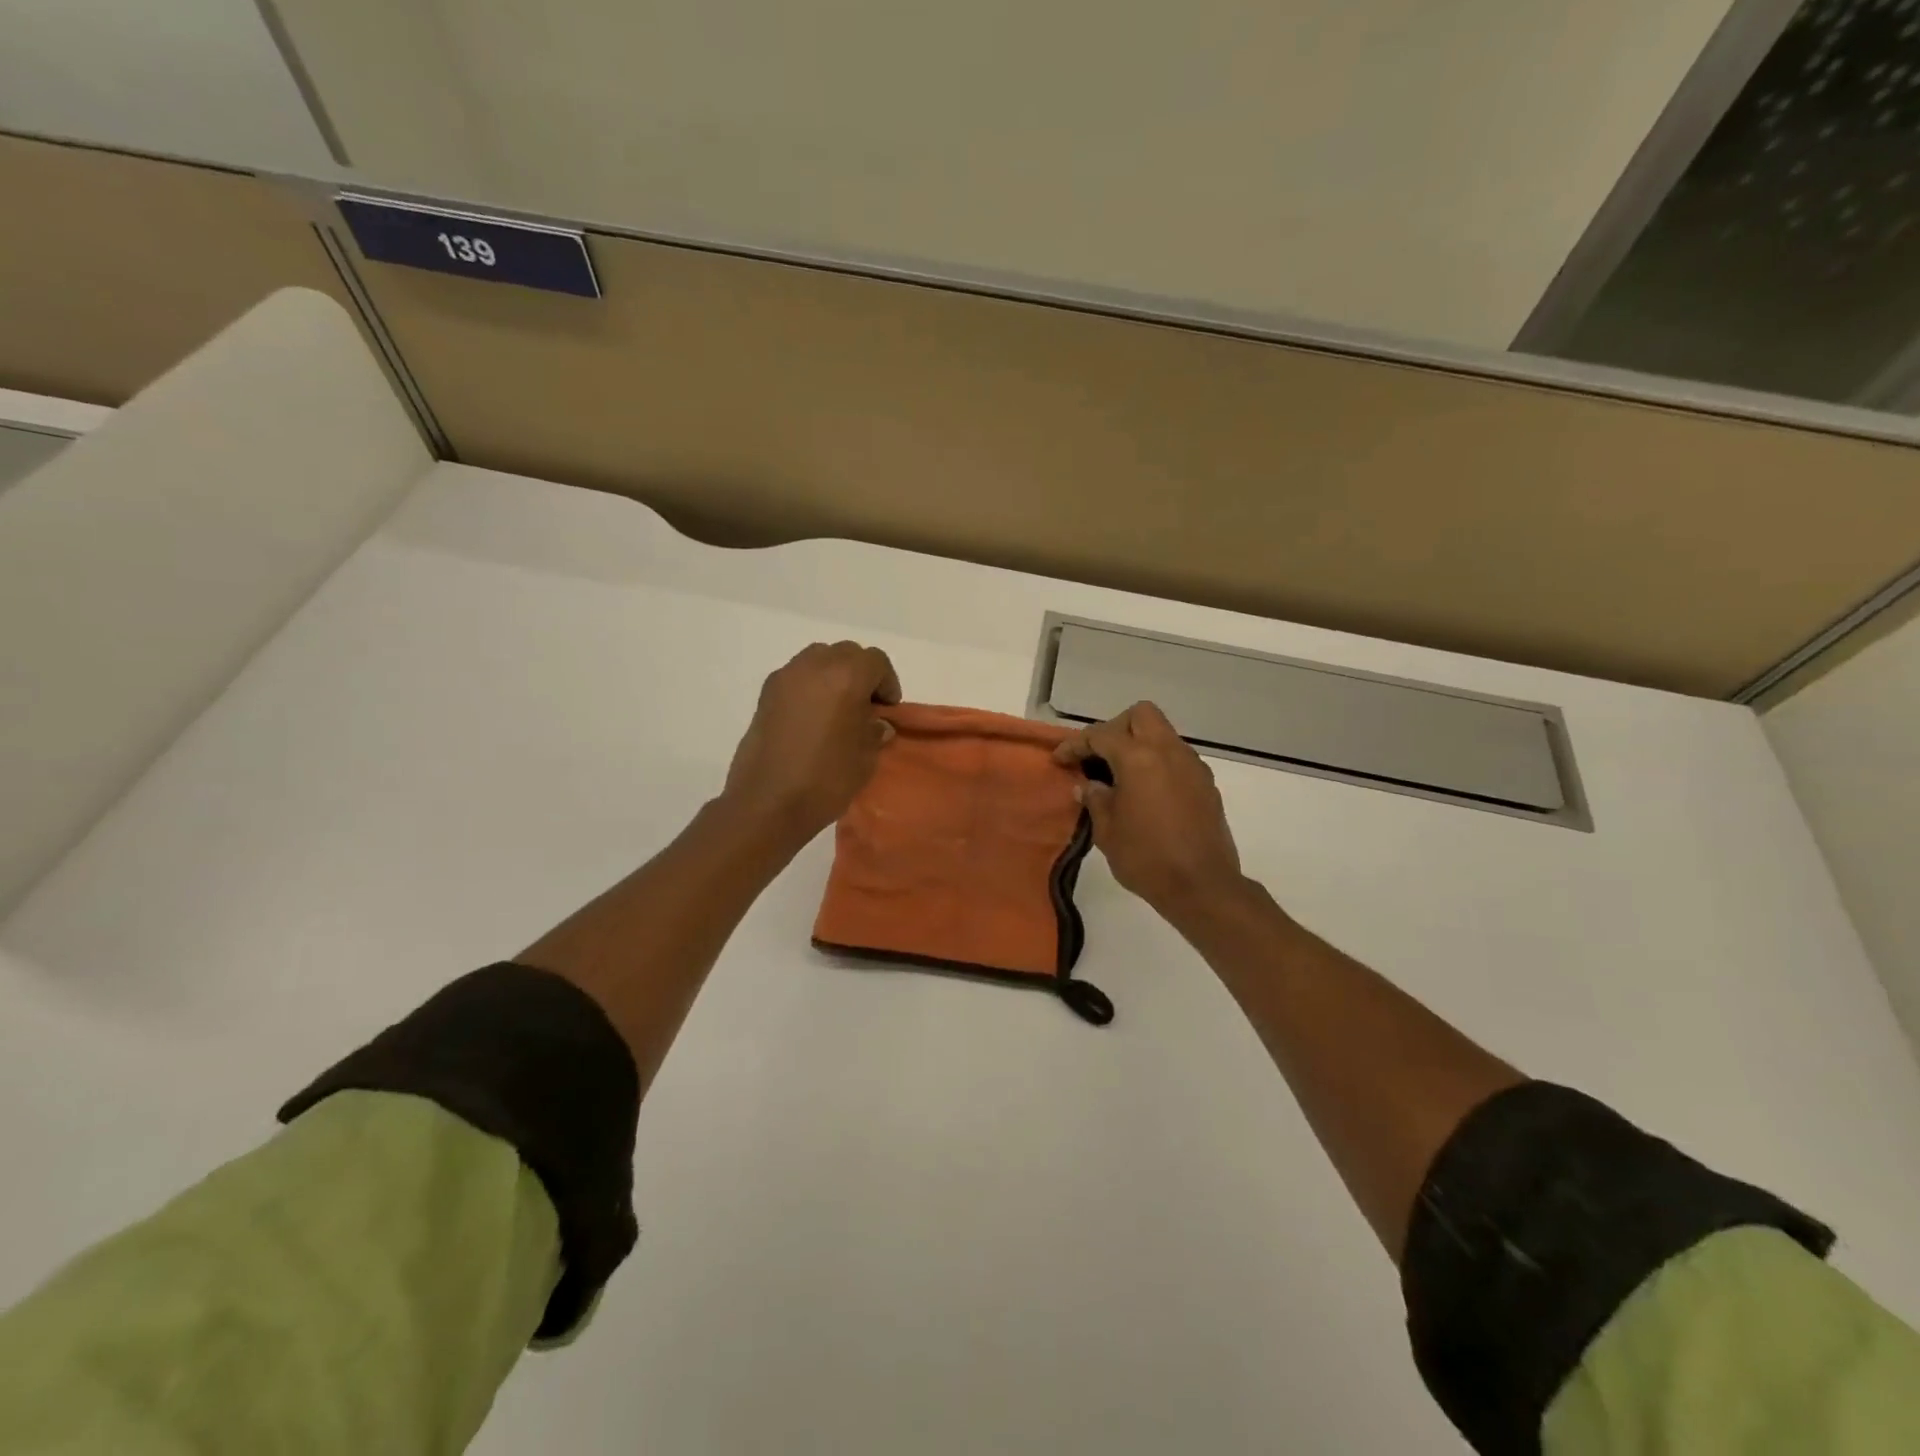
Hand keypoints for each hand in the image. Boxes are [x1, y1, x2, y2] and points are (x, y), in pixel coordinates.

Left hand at [722, 641, 901, 841]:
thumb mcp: (865, 757)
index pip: (876, 661)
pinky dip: (810, 688)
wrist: (767, 803)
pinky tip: (812, 720)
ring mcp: (785, 678)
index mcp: (846, 676)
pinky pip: (796, 677)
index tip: (887, 710)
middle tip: (865, 707)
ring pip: (818, 660)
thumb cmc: (826, 779)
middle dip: (860, 674)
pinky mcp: (765, 695)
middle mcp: (814, 666)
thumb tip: (876, 723)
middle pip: (846, 654)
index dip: (887, 683)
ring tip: (837, 711)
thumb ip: (874, 731)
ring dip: (833, 677)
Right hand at [1054, 702, 1244, 919]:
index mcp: (1139, 758)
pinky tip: (1147, 793)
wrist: (1202, 886)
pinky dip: (1158, 763)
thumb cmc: (1146, 858)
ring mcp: (1192, 765)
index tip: (1060, 759)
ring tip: (1121, 777)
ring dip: (1139, 745)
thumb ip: (1095, 800)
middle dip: (1115, 728)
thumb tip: (1088, 785)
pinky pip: (1177, 758)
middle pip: (1140, 715)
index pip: (1101, 735)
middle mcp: (1169, 751)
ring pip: (1162, 734)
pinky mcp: (1206, 784)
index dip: (1076, 744)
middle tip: (1099, 757)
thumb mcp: (1107, 831)